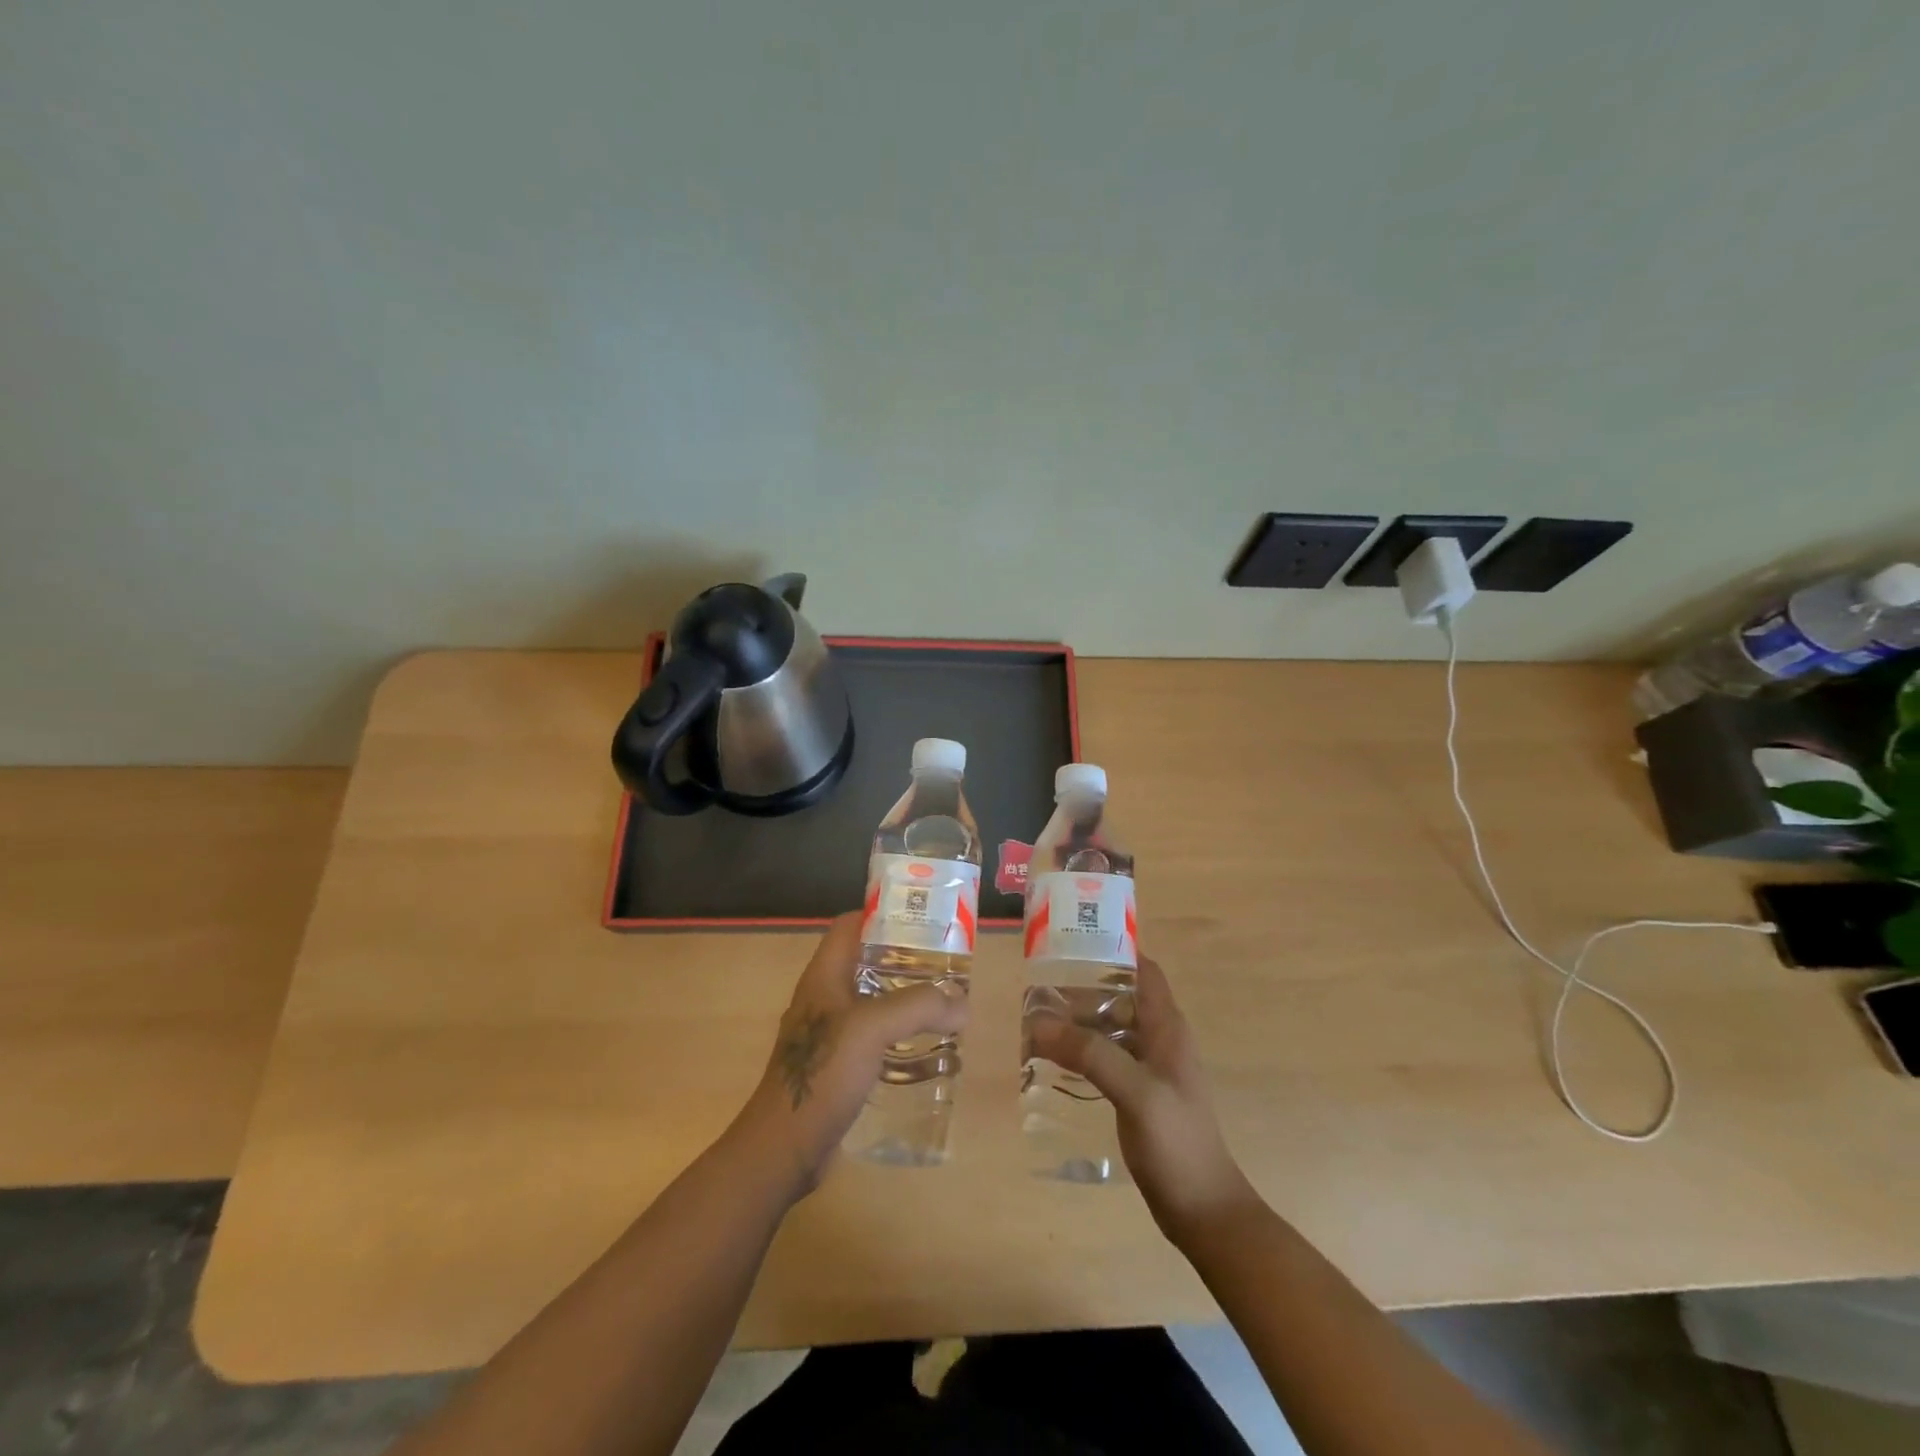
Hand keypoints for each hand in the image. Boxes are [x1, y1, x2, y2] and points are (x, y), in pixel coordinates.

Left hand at [734, 912, 967, 1198]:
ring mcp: (828, 1034)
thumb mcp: (872, 1028)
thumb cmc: (823, 1073)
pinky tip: (925, 1047)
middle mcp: (823, 998)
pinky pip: (872, 1036)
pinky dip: (898, 1034)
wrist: (785, 1147)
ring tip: (943, 1002)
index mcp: (823, 976)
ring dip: (904, 999)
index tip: (922, 918)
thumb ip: (919, 1007)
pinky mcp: (836, 1066)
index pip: (849, 926)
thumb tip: (962, 1003)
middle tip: (944, 962)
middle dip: (904, 958)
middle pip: (865, 962)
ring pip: (871, 1001)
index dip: (881, 914)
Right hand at [1027, 956, 1255, 1245]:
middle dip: (1083, 986)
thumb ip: (1090, 1054)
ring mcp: (1150, 1068)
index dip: (1114, 950)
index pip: (1144, 970)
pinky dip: (1082, 1050)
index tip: (1073, 941)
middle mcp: (1160, 1039)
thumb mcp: (1135, 1091)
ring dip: (1079, 1020)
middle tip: (1040, 984)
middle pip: (1121, 996)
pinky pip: (1107, 1057)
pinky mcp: (1139, 1093)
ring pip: (1111, 1027)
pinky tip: (1054, 1059)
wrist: (1203, 1210)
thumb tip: (1039, 1023)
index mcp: (1167, 1027)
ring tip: (1037, 1018)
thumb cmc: (1177, 1143)